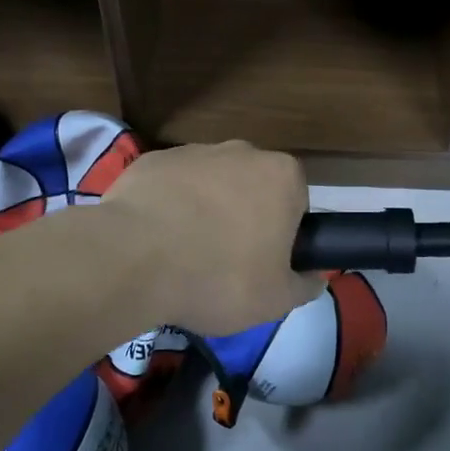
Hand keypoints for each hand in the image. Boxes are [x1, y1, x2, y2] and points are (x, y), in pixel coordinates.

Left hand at [102, 141, 324, 336]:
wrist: (133, 258)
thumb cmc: (218, 277)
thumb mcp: (276, 299)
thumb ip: (305, 285)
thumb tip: (316, 275)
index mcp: (282, 176)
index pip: (296, 204)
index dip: (283, 236)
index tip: (264, 264)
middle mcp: (243, 151)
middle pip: (253, 188)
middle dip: (244, 218)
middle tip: (226, 263)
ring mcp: (194, 151)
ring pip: (210, 185)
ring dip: (205, 211)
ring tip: (184, 255)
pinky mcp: (152, 160)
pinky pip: (171, 186)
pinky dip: (168, 207)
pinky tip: (154, 240)